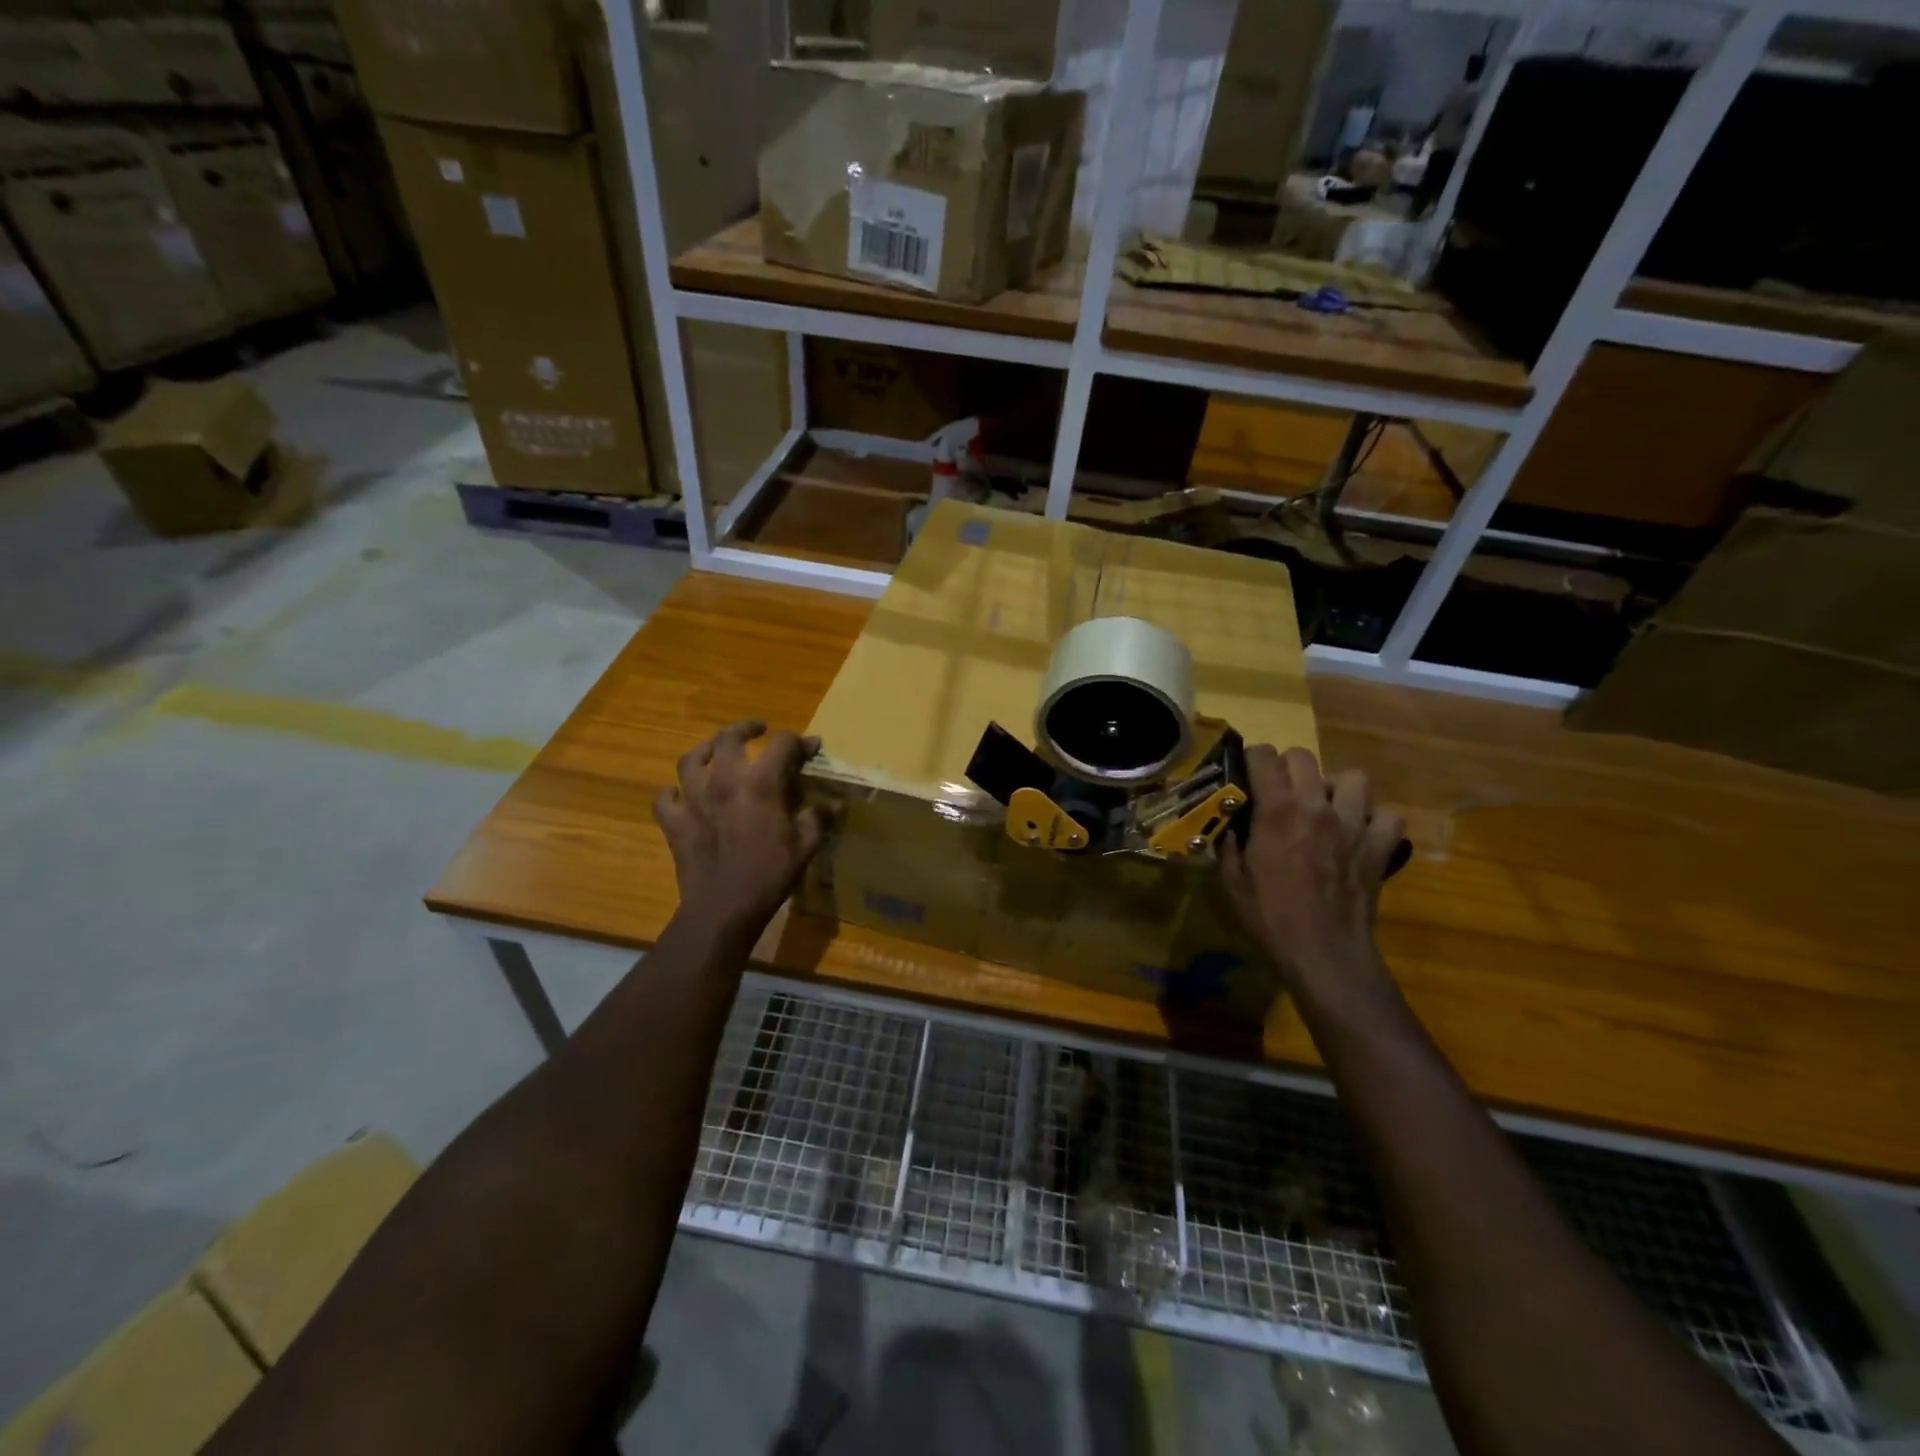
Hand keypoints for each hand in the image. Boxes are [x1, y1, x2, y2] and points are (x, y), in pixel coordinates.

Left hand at [655, 721, 825, 937]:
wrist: (723, 908)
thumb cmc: (769, 875)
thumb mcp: (806, 846)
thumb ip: (819, 817)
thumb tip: (835, 802)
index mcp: (759, 783)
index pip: (782, 745)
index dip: (800, 742)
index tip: (812, 748)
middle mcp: (722, 781)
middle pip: (729, 739)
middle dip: (747, 729)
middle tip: (759, 731)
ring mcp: (692, 799)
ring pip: (691, 759)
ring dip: (706, 749)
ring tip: (716, 751)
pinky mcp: (673, 822)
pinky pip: (665, 797)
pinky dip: (673, 791)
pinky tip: (682, 793)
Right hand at [1220, 746, 1404, 989]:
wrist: (1324, 953)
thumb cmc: (1270, 917)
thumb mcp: (1231, 881)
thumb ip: (1228, 844)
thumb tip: (1229, 824)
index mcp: (1277, 810)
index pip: (1264, 756)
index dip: (1251, 759)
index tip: (1246, 774)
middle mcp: (1316, 806)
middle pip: (1304, 757)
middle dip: (1287, 767)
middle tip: (1280, 792)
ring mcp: (1354, 824)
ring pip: (1353, 777)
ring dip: (1335, 787)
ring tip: (1325, 807)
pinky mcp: (1380, 847)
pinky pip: (1388, 816)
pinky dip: (1376, 820)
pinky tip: (1360, 834)